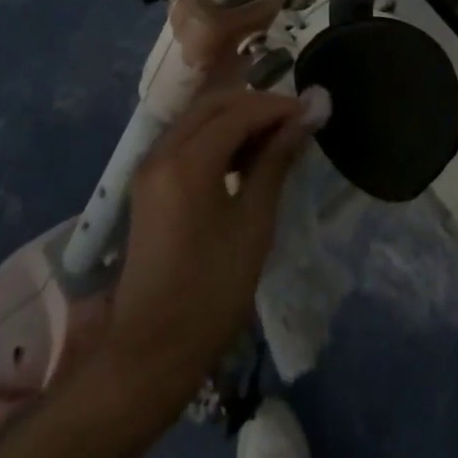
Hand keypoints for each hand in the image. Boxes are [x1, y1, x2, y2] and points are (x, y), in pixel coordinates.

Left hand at [102, 87, 313, 416]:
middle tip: (294, 120)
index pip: (238, 112)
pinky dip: (215, 134)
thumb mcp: (253, 225)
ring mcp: (150, 165)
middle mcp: (162, 151)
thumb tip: (304, 119)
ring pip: (198, 117)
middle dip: (256, 104)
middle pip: (214, 104)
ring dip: (235, 116)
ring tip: (274, 137)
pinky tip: (242, 155)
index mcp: (187, 162)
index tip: (310, 112)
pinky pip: (186, 137)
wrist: (149, 352)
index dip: (277, 107)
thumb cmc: (211, 292)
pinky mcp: (148, 182)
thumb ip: (276, 162)